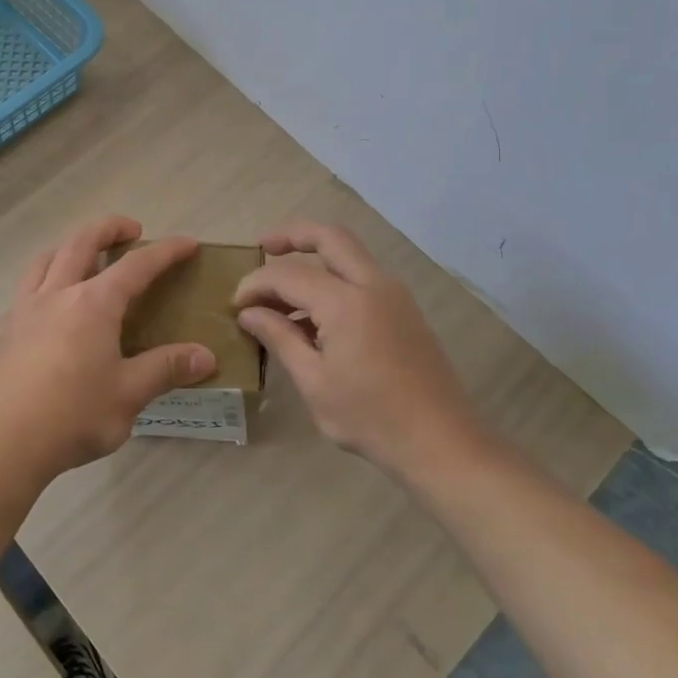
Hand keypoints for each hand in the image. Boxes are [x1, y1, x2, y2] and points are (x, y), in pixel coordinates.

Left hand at [0, 216, 216, 481]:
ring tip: (84, 255)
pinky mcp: (3, 330)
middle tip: (131, 230)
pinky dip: (45, 280)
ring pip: (46, 259)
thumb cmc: (72, 415)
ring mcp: (24, 309)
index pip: (137, 265)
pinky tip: (50, 308)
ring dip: (70, 246)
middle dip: (110, 228)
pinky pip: (26, 289)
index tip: (188, 243)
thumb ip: (166, 369)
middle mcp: (57, 294)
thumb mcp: (128, 395)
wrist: (0, 442)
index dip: (166, 251)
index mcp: (93, 304)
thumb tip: (206, 356)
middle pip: (82, 242)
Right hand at [234, 221, 476, 474]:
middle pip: (330, 237)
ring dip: (315, 258)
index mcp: (347, 302)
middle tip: (263, 247)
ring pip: (349, 254)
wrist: (442, 443)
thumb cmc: (371, 418)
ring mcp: (394, 295)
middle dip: (293, 235)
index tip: (235, 304)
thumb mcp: (314, 382)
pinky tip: (312, 315)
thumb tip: (249, 313)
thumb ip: (280, 338)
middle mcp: (374, 285)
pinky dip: (334, 279)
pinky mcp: (404, 311)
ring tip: (281, 291)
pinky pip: (362, 277)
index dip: (256, 283)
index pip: (288, 274)